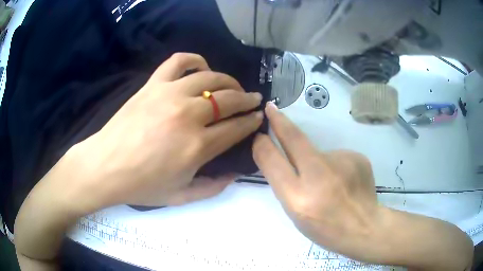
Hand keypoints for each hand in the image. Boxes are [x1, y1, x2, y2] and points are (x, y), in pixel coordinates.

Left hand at [68, 52, 262, 208]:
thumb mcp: (181, 197)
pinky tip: (202, 68)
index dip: (251, 121)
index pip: (236, 128)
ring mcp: (169, 95)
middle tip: (253, 100)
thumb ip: (213, 187)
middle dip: (247, 99)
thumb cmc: (142, 185)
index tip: (258, 117)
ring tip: (232, 87)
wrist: (105, 167)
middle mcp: (188, 116)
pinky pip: (179, 62)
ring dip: (228, 81)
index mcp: (197, 147)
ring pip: (210, 78)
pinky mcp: (153, 85)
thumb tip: (235, 174)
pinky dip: (195, 60)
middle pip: (229, 100)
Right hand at [252, 102, 473, 269]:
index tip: (261, 122)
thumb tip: (295, 158)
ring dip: (324, 160)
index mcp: (301, 199)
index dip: (267, 139)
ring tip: (338, 185)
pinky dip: (342, 165)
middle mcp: (319, 180)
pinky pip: (342, 156)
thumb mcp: (303, 217)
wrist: (374, 235)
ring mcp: (342, 168)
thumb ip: (294, 184)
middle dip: (283, 123)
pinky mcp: (359, 161)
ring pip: (323, 150)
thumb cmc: (335, 234)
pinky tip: (354, 182)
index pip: (275, 159)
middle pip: (297, 142)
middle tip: (272, 106)